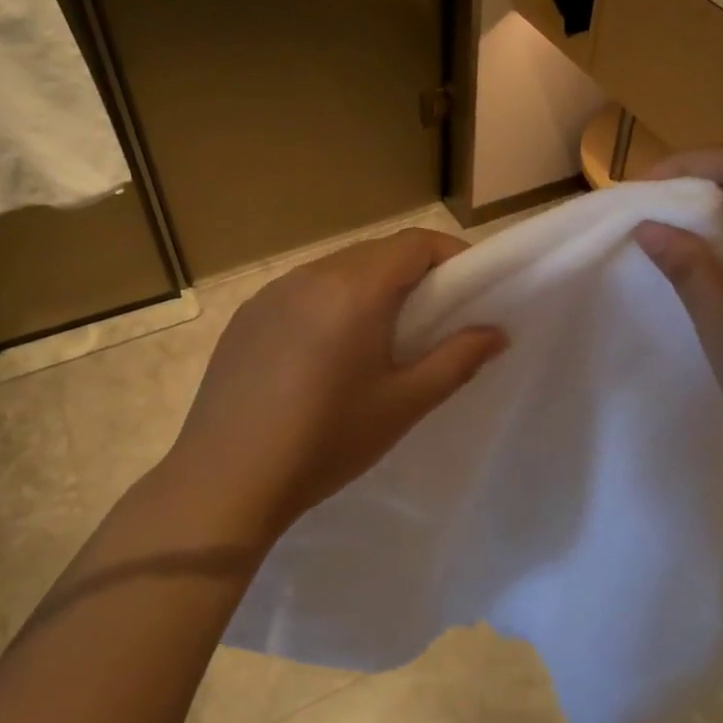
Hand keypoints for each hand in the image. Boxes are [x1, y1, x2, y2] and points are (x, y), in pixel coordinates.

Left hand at [160, 228, 506, 545]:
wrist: (226, 479)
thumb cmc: (327, 441)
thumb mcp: (404, 405)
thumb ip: (457, 360)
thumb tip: (496, 333)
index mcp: (354, 289)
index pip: (415, 243)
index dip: (451, 255)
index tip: (471, 288)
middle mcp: (311, 275)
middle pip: (376, 252)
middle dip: (414, 273)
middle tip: (434, 318)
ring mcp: (272, 292)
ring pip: (338, 269)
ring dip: (370, 287)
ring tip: (380, 338)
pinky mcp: (247, 315)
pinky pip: (302, 291)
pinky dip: (330, 303)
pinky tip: (326, 353)